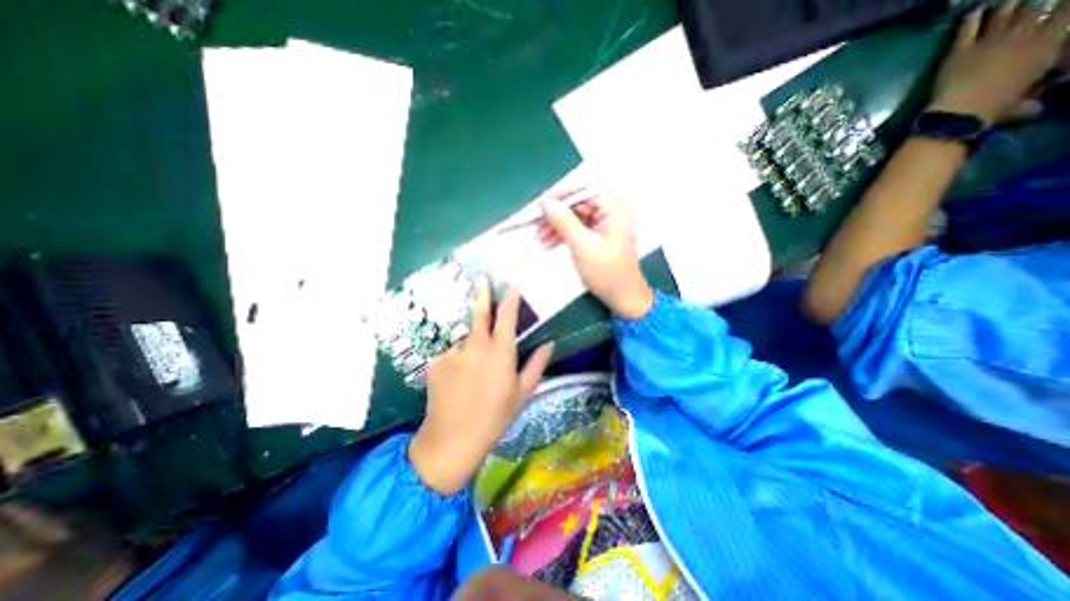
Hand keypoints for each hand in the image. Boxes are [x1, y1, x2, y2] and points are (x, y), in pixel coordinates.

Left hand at [410, 280, 554, 494]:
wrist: (453, 439)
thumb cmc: (495, 417)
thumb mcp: (523, 392)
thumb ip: (537, 364)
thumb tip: (550, 343)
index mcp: (500, 352)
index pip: (507, 316)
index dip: (510, 297)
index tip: (512, 284)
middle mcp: (475, 346)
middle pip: (479, 312)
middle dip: (482, 293)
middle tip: (483, 278)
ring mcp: (453, 352)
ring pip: (466, 339)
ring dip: (472, 345)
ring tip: (473, 372)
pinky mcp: (436, 361)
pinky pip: (452, 354)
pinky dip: (458, 360)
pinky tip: (458, 381)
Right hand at [536, 190, 651, 321]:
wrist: (622, 297)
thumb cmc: (606, 272)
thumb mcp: (582, 246)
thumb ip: (564, 221)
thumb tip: (544, 202)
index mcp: (615, 208)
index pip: (584, 191)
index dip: (561, 195)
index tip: (540, 204)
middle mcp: (612, 210)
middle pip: (579, 204)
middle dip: (556, 215)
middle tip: (536, 225)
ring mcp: (606, 223)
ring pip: (576, 216)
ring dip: (557, 226)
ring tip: (539, 238)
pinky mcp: (600, 234)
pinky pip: (578, 228)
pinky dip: (564, 234)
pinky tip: (549, 243)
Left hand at [929, 0, 1069, 124]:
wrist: (959, 111)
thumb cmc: (994, 109)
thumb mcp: (1021, 105)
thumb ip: (1030, 103)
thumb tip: (1034, 109)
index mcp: (1048, 44)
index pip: (1069, 11)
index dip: (1066, 4)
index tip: (1062, 4)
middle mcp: (1024, 34)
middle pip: (1036, 6)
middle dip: (1037, 2)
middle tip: (1032, 2)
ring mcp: (990, 41)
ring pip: (1005, 11)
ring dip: (1008, 5)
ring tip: (1007, 1)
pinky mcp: (960, 51)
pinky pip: (967, 28)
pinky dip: (971, 19)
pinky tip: (973, 12)